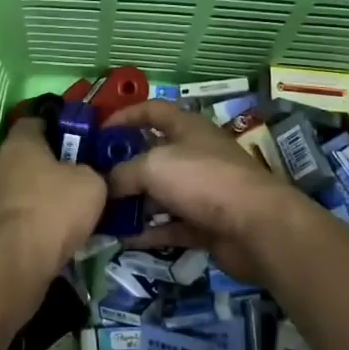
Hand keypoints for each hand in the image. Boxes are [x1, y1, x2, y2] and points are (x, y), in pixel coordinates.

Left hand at [0, 117, 105, 298]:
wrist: (13, 264)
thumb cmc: (53, 209)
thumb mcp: (92, 183)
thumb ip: (93, 171)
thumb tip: (89, 176)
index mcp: (21, 141)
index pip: (39, 120)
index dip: (62, 127)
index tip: (85, 141)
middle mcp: (0, 163)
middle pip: (34, 157)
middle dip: (59, 167)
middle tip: (89, 179)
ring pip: (29, 189)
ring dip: (50, 198)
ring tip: (81, 212)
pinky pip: (24, 217)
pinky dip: (41, 223)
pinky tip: (63, 236)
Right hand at [104, 101, 312, 282]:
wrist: (255, 226)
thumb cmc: (202, 179)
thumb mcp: (152, 167)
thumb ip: (122, 173)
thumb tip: (104, 186)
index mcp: (187, 128)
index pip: (152, 110)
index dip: (125, 115)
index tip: (99, 130)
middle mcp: (195, 155)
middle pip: (153, 155)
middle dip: (123, 166)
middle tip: (93, 179)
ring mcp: (202, 191)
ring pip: (160, 193)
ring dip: (133, 203)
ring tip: (101, 213)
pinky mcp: (206, 224)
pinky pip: (170, 225)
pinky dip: (148, 232)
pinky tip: (122, 239)